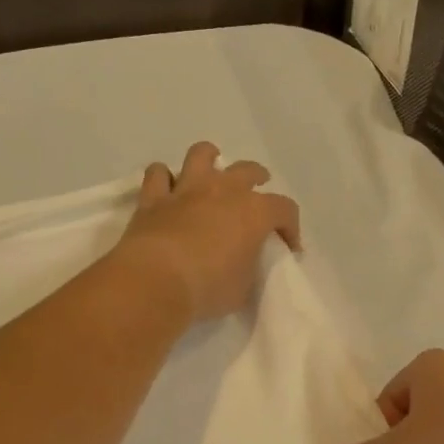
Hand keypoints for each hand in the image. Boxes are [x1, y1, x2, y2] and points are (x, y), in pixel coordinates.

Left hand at [111, 143, 301, 323]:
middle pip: (248, 170)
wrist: (156, 281)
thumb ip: (247, 269)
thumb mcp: (243, 289)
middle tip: (256, 194)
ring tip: (211, 171)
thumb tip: (242, 265)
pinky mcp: (153, 199)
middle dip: (257, 179)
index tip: (288, 247)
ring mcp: (186, 190)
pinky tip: (167, 189)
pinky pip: (157, 174)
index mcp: (254, 212)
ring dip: (209, 159)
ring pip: (201, 155)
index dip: (291, 227)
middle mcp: (222, 190)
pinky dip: (163, 179)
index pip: (285, 209)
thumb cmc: (208, 288)